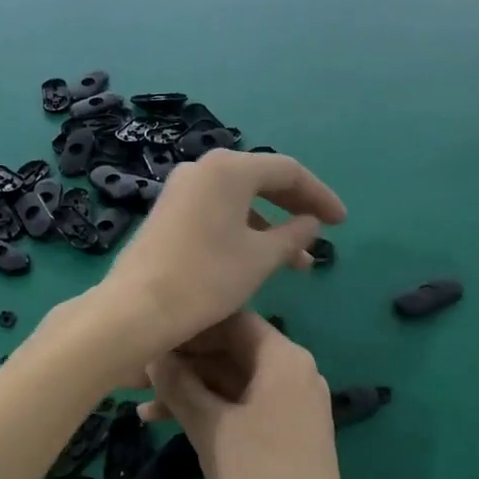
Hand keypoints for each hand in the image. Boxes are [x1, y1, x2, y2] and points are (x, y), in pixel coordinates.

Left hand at [100, 151, 344, 358]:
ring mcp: (180, 190)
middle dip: (294, 209)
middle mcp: (202, 169)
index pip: (288, 171)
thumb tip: (311, 223)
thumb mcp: (260, 259)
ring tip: (295, 263)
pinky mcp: (166, 213)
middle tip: (320, 236)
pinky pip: (216, 212)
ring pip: (238, 201)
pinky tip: (256, 259)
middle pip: (261, 181)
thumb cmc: (206, 279)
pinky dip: (242, 230)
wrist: (136, 309)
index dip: (320, 196)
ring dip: (270, 227)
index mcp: (229, 169)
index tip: (341, 223)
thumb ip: (293, 236)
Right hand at [144, 313, 369, 478]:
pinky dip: (208, 410)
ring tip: (140, 404)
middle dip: (184, 361)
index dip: (189, 326)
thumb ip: (178, 385)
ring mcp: (290, 404)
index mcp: (283, 359)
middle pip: (230, 350)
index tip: (149, 335)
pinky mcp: (283, 432)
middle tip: (136, 371)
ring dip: (189, 389)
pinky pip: (241, 406)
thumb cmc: (259, 477)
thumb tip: (151, 354)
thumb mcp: (210, 427)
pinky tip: (165, 423)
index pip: (231, 320)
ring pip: (231, 381)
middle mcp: (292, 372)